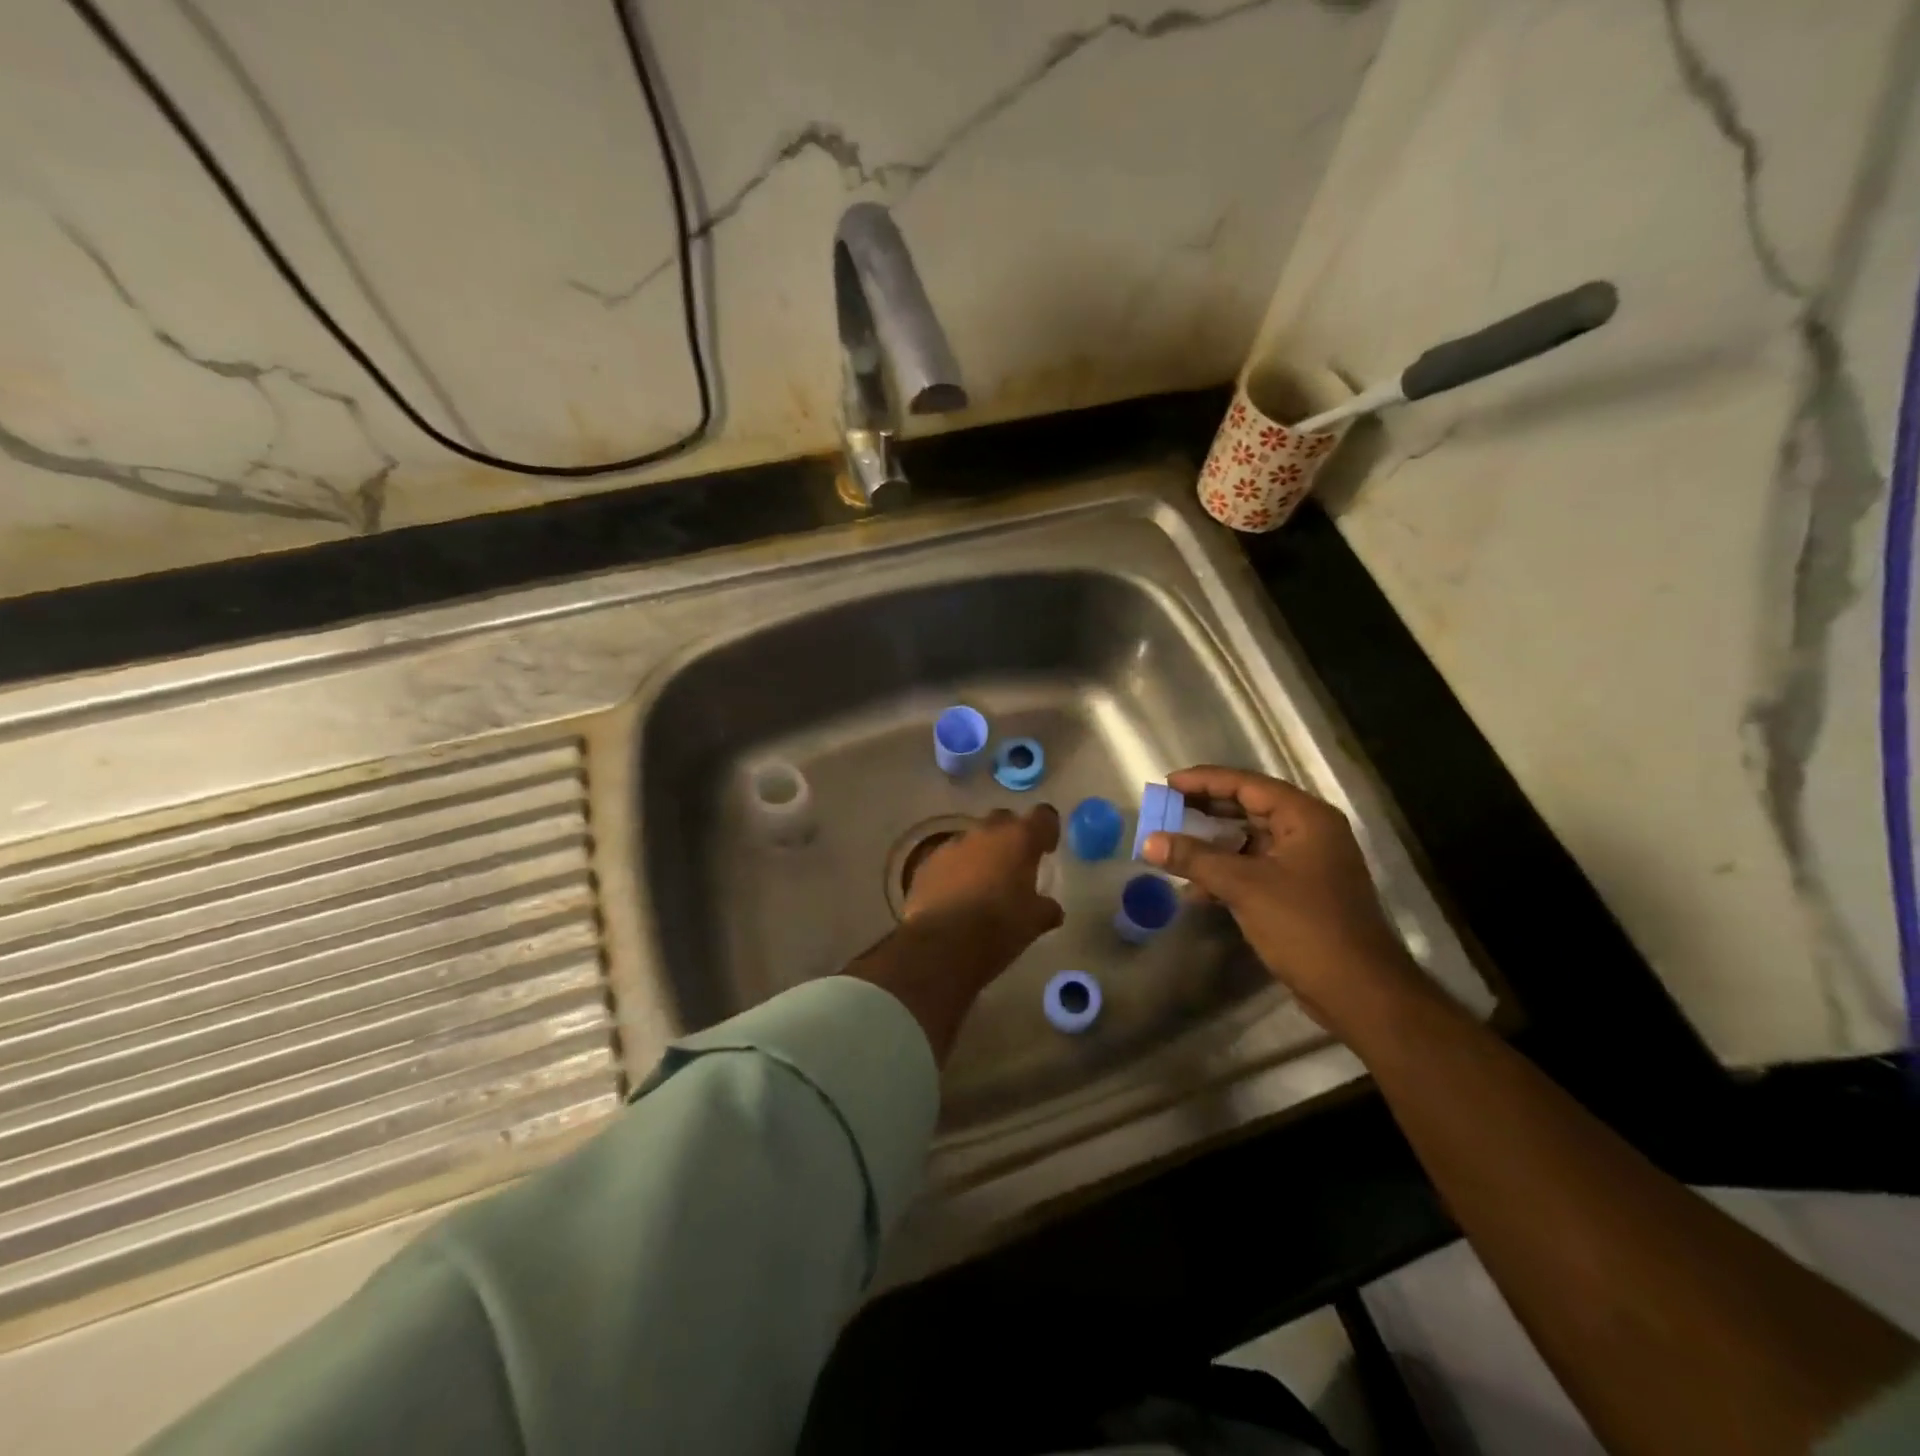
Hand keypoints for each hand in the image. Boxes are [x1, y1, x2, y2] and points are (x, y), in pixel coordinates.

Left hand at [904, 805, 1063, 969]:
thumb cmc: (999, 926)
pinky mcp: (928, 862)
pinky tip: (956, 895)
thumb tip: (1051, 909)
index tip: (1046, 849)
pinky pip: (948, 858)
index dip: (1047, 829)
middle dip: (1011, 836)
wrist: (943, 942)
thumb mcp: (1034, 922)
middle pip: (1004, 820)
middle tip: (1015, 863)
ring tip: (983, 884)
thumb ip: (1046, 908)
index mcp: (1019, 839)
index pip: (1042, 816)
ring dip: (981, 853)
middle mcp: (985, 832)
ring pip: (973, 838)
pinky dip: (956, 870)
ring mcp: (953, 844)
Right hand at [1142, 766, 1422, 1032]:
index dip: (1204, 781)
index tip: (1167, 785)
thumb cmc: (1305, 926)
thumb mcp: (1244, 887)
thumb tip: (1149, 842)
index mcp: (1306, 817)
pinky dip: (1225, 871)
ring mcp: (1306, 863)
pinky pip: (1254, 867)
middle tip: (1165, 810)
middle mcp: (1309, 832)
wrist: (1358, 992)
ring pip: (1250, 840)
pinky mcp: (1299, 892)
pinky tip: (1194, 886)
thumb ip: (1195, 858)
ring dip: (1212, 843)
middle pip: (1249, 808)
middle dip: (1205, 810)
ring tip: (1172, 844)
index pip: (1247, 785)